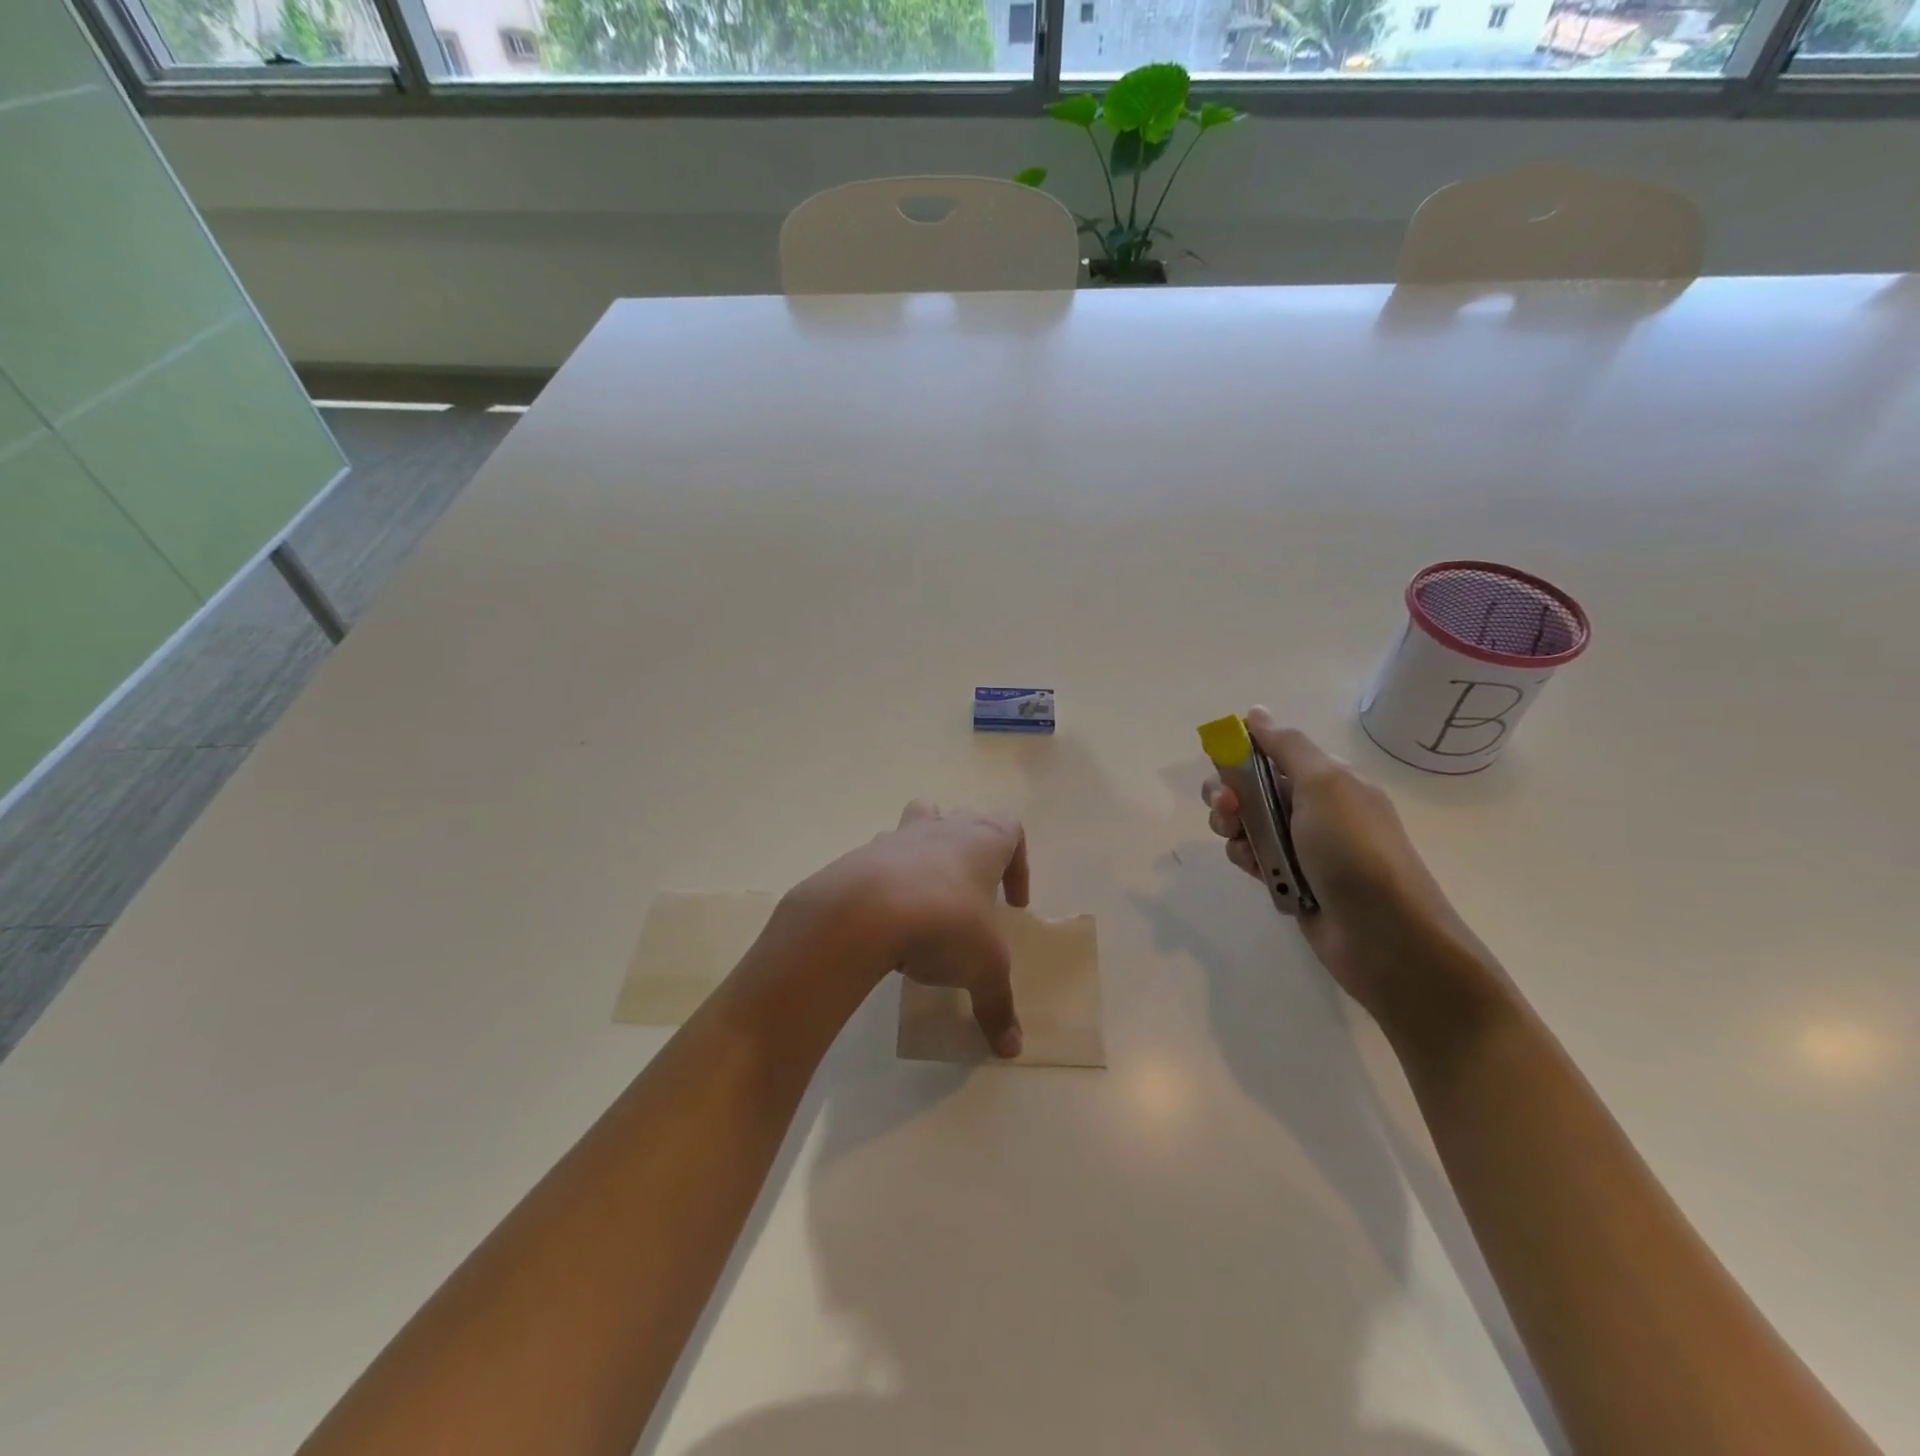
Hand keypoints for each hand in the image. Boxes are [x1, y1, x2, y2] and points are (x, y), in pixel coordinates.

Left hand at [791, 801, 1027, 1057]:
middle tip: (973, 895)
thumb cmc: (943, 924)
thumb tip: (1012, 1049)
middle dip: (973, 851)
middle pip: (965, 818)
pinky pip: (882, 857)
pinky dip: (889, 879)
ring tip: (929, 895)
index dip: (1019, 863)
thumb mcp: (983, 969)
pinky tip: (888, 918)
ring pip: (921, 820)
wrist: (863, 912)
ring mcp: (899, 837)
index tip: (1014, 903)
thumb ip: (998, 1005)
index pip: (1012, 830)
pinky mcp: (862, 855)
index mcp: (983, 842)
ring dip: (928, 850)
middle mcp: (943, 828)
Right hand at [1202, 707, 1491, 1027]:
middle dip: (1228, 797)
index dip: (1239, 756)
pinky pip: (1254, 858)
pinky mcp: (1291, 880)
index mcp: (1326, 778)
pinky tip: (1258, 873)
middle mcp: (1313, 807)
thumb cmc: (1354, 850)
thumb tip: (1255, 712)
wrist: (1386, 936)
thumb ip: (1286, 745)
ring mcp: (1302, 846)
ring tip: (1246, 850)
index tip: (1222, 767)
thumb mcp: (1324, 784)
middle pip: (1249, 788)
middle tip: (1229, 812)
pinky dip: (1248, 861)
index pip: (1269, 752)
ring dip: (1234, 831)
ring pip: (1245, 825)